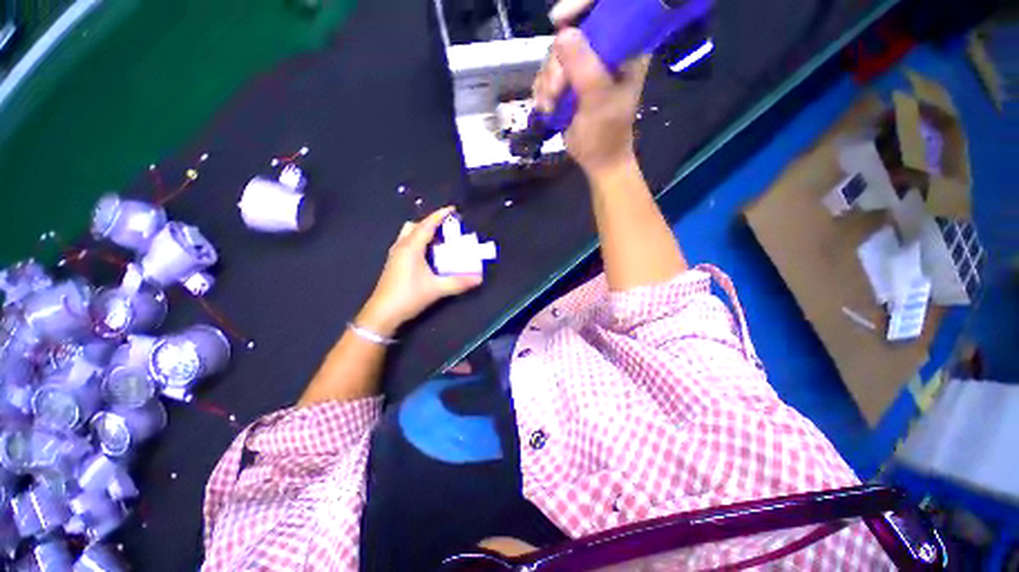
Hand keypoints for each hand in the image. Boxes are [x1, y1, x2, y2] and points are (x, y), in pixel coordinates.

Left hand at [357, 207, 481, 336]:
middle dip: (431, 223)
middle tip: (448, 229)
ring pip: (409, 234)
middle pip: (415, 226)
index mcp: (411, 247)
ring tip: (439, 241)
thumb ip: (459, 282)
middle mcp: (401, 246)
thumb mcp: (437, 289)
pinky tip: (428, 255)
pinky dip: (418, 242)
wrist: (382, 313)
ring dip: (423, 232)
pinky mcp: (393, 262)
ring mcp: (395, 254)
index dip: (440, 215)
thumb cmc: (409, 296)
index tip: (453, 209)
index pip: (427, 225)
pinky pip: (407, 243)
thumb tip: (479, 278)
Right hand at [533, 1, 649, 176]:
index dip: (581, 7)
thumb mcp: (598, 102)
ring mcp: (585, 67)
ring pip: (555, 56)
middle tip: (556, 93)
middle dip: (557, 65)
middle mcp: (604, 52)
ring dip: (547, 83)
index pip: (606, 11)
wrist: (597, 160)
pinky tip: (546, 108)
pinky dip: (543, 91)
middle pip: (571, 35)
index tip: (558, 20)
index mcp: (625, 49)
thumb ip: (584, 68)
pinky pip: (547, 74)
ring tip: (550, 106)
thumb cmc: (605, 135)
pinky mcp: (569, 82)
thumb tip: (562, 33)